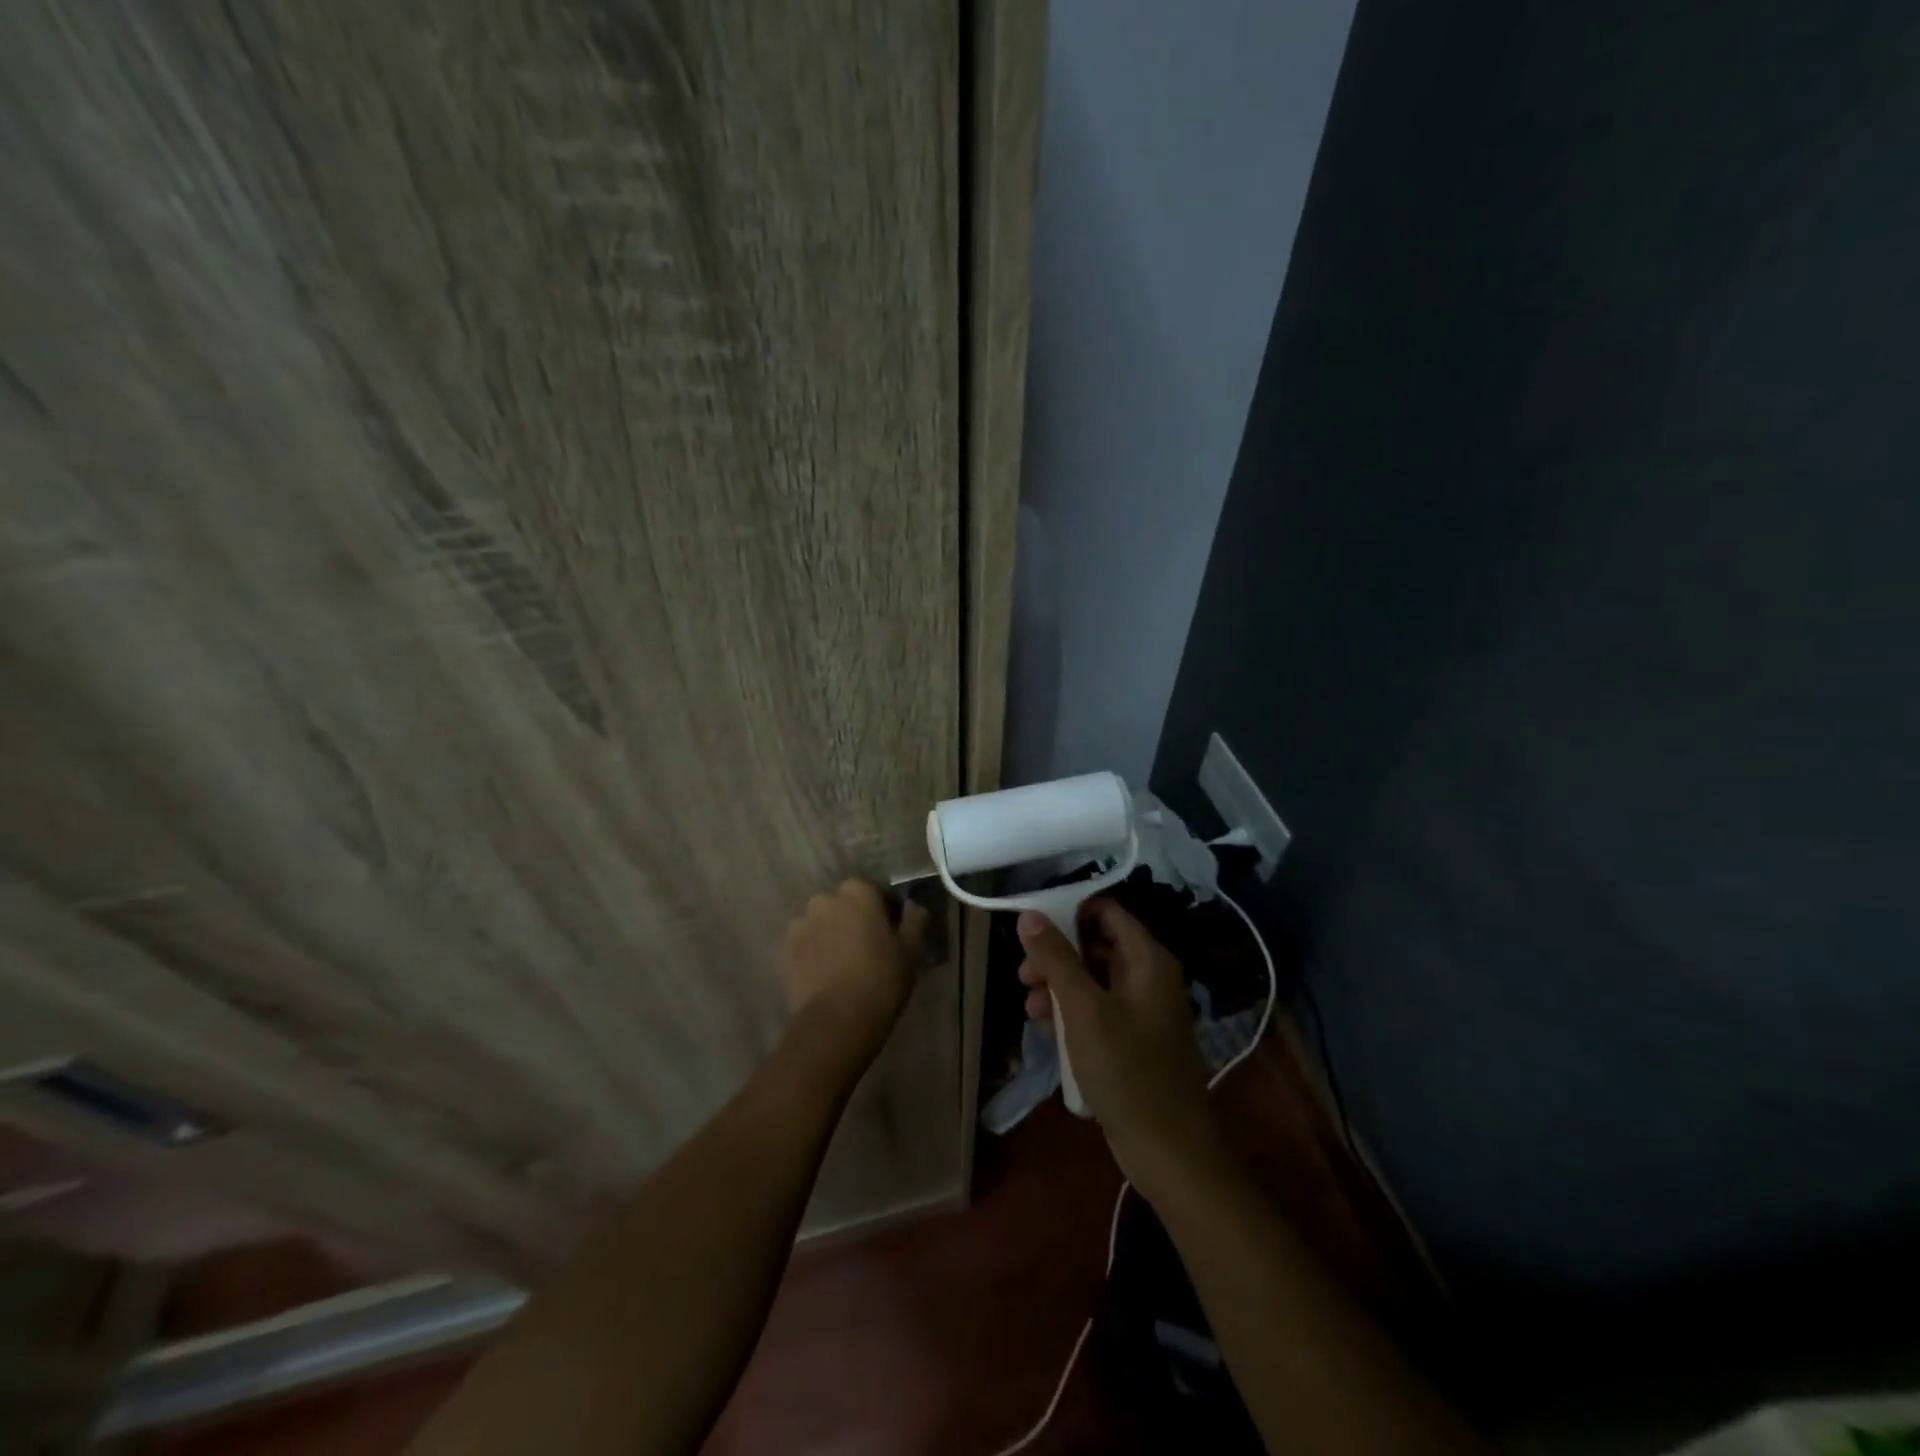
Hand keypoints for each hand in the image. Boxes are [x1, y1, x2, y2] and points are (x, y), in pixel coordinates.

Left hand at [781, 880, 925, 1063]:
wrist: (837, 1019)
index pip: (874, 891)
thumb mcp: (912, 948)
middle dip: (854, 918)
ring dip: (832, 934)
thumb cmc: (882, 977)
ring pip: (822, 923)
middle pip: (844, 904)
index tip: (892, 932)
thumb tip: (912, 906)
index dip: (885, 910)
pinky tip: (826, 974)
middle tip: (868, 947)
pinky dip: (814, 953)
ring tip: (844, 963)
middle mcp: (825, 899)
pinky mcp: (785, 951)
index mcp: (857, 891)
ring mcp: (801, 924)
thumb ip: (914, 919)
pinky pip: (805, 944)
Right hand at [1016, 899, 1220, 1192]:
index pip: (1107, 912)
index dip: (1069, 913)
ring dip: (1059, 988)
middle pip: (1096, 946)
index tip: (1033, 929)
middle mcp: (1149, 977)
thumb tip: (1029, 915)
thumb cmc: (1127, 1070)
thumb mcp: (1084, 1010)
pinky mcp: (1134, 1041)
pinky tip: (1049, 1033)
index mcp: (1148, 960)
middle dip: (1057, 957)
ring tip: (1031, 1010)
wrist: (1168, 1150)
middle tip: (1024, 976)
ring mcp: (1143, 1011)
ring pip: (1093, 981)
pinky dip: (1073, 1015)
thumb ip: (1056, 958)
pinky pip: (1099, 1012)